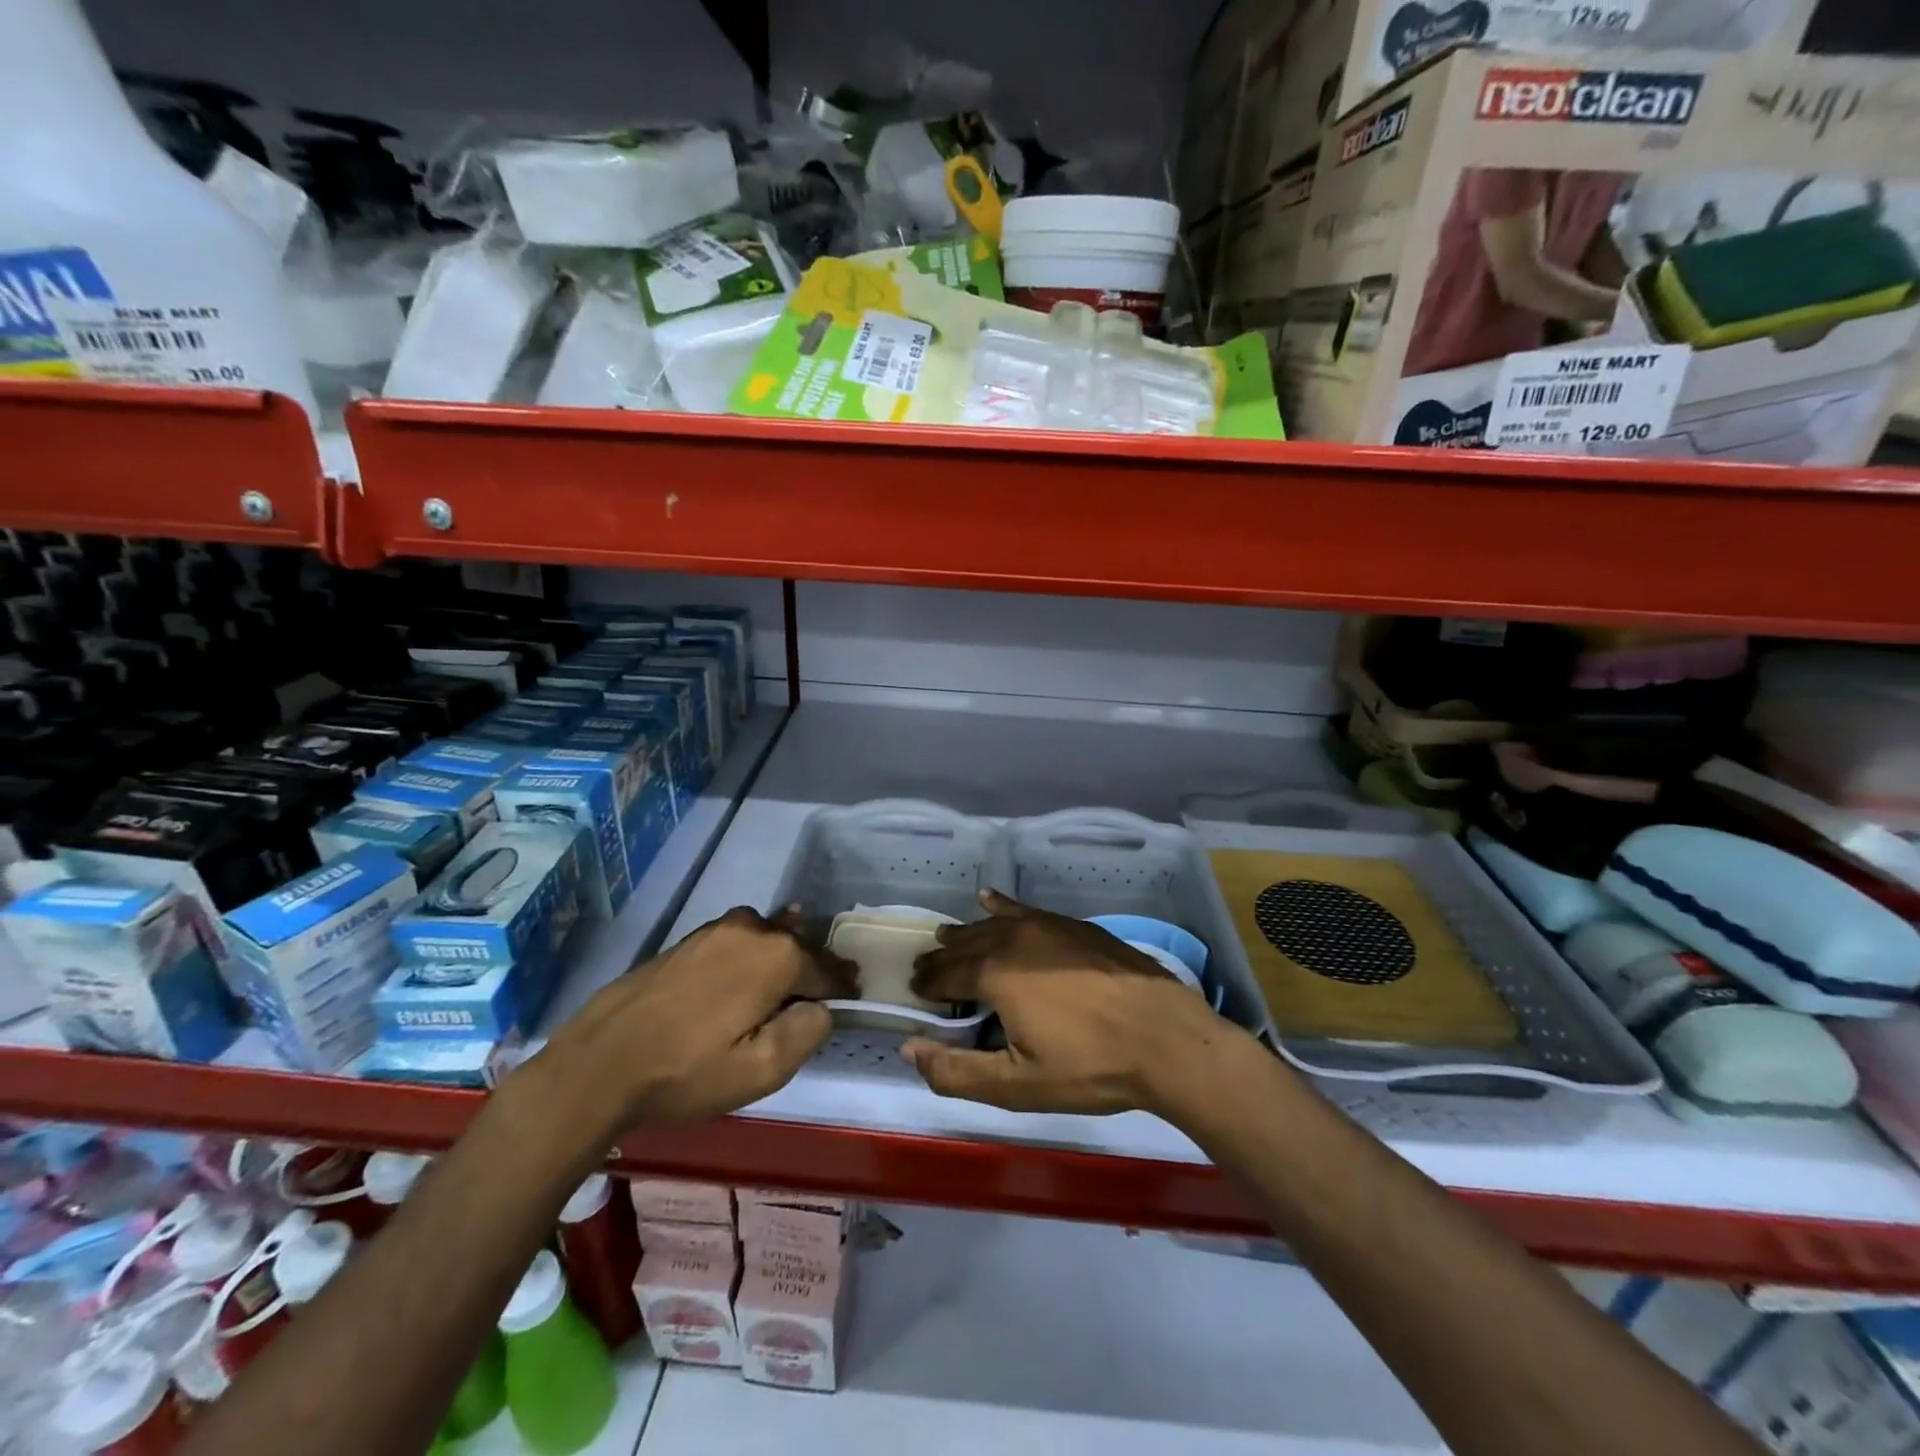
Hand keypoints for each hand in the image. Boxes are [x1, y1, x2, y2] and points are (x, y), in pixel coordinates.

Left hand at [539, 907, 855, 1133]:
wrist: (599, 1062)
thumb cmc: (686, 1071)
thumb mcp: (761, 1071)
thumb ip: (808, 1032)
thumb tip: (821, 1008)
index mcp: (778, 956)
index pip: (827, 969)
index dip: (842, 986)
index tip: (854, 997)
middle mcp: (753, 929)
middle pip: (799, 947)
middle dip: (813, 969)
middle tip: (824, 995)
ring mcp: (718, 929)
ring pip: (767, 940)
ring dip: (782, 959)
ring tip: (789, 982)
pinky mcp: (690, 938)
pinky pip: (739, 942)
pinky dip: (752, 955)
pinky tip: (748, 971)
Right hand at [902, 891, 1253, 1117]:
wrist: (1165, 1037)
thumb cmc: (1090, 1066)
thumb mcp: (1018, 1085)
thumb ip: (956, 1071)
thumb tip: (909, 1048)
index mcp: (995, 975)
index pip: (945, 974)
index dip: (927, 984)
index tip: (914, 992)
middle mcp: (1013, 939)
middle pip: (965, 945)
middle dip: (941, 959)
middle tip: (925, 971)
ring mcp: (1046, 926)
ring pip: (992, 925)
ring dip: (966, 934)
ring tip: (948, 938)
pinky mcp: (1073, 925)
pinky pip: (1024, 909)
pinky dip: (1001, 906)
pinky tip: (989, 899)